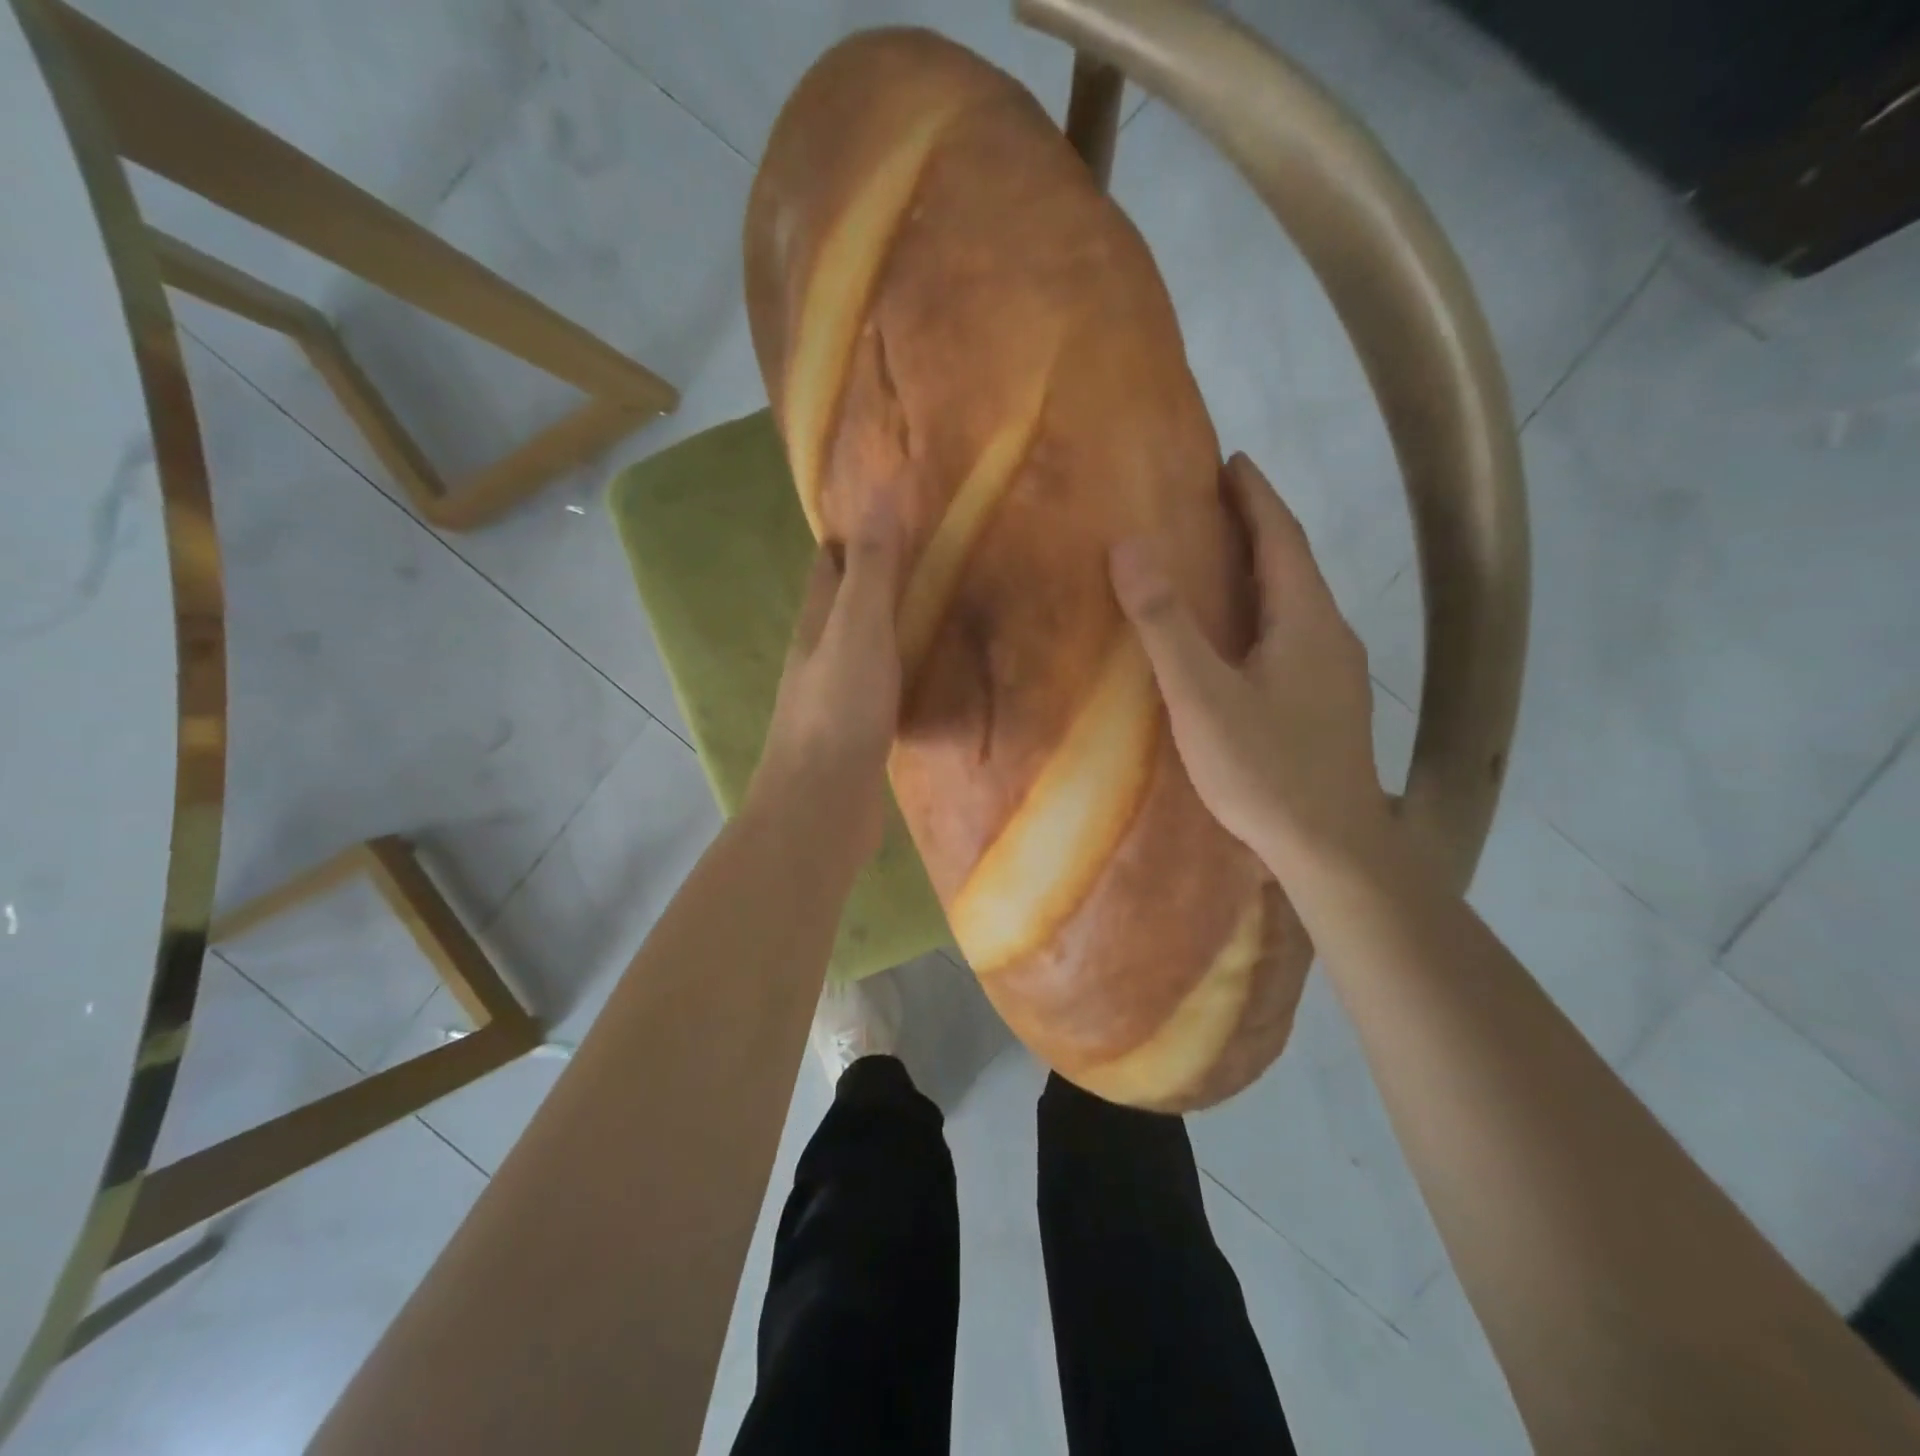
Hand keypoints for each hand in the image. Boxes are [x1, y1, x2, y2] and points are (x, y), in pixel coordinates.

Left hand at [749, 507, 904, 867]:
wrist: (822, 806)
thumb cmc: (838, 712)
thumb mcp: (857, 630)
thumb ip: (871, 571)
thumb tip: (879, 497)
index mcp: (815, 626)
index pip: (827, 567)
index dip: (851, 537)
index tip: (890, 512)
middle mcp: (820, 658)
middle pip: (846, 607)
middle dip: (877, 581)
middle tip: (931, 559)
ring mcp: (838, 699)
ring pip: (866, 650)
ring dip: (893, 629)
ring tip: (940, 610)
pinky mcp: (859, 735)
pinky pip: (884, 691)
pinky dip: (904, 674)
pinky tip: (931, 678)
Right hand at [1110, 453, 1391, 875]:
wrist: (1332, 849)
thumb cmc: (1265, 769)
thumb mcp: (1202, 697)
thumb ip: (1165, 624)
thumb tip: (1130, 546)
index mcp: (1306, 620)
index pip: (1282, 538)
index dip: (1257, 496)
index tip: (1233, 461)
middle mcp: (1330, 636)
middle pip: (1295, 565)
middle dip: (1258, 527)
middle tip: (1216, 503)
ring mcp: (1336, 674)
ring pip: (1297, 604)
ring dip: (1264, 571)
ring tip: (1222, 560)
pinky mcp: (1329, 706)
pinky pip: (1295, 636)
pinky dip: (1267, 612)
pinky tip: (1243, 638)